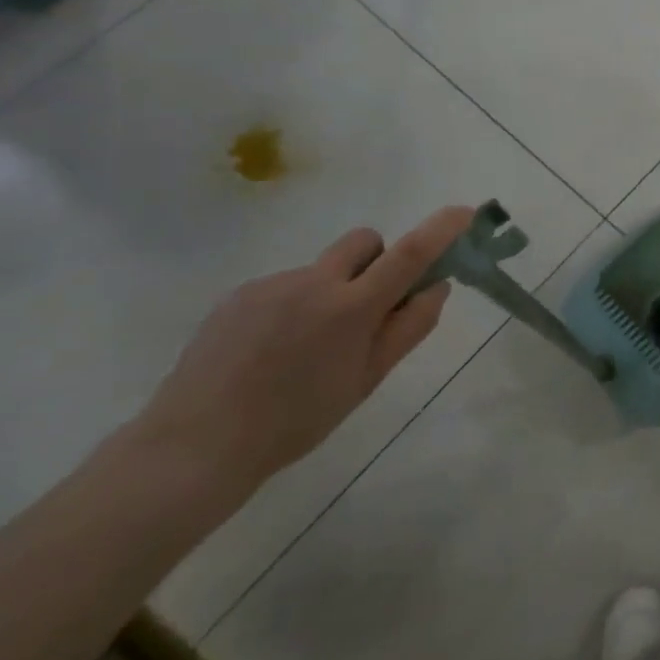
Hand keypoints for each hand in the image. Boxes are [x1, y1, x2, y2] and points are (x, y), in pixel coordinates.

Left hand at [138, 206, 472, 496]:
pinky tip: (271, 350)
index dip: (442, 229)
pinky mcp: (239, 294)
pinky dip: (295, 305)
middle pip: (365, 241)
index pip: (410, 254)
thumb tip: (438, 287)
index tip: (465, 213)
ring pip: (323, 268)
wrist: (193, 446)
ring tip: (306, 346)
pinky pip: (286, 285)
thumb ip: (409, 328)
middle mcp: (314, 283)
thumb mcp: (366, 380)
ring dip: (333, 290)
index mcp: (352, 308)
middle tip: (371, 305)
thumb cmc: (296, 421)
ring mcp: (272, 284)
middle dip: (379, 260)